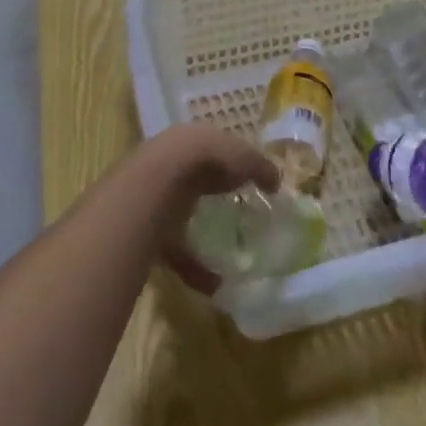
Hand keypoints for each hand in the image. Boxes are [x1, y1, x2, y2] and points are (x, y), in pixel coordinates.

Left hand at [141, 125, 279, 294]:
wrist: (158, 182)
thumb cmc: (207, 159)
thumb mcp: (244, 157)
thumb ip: (261, 168)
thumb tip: (276, 182)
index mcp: (193, 140)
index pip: (212, 149)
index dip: (229, 162)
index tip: (245, 181)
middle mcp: (172, 164)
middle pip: (195, 181)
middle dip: (211, 196)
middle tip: (236, 216)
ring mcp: (157, 197)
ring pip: (182, 216)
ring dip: (202, 237)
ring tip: (228, 257)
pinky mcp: (150, 230)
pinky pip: (176, 252)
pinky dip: (195, 270)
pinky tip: (215, 285)